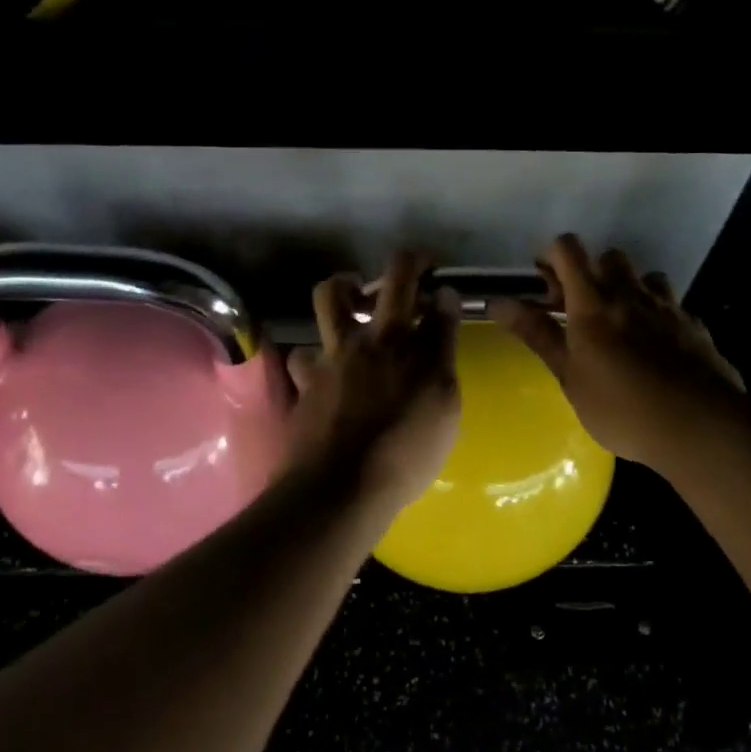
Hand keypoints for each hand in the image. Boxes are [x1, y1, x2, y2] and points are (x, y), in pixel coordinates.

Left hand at [284, 251, 461, 523]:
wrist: (340, 487)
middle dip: (406, 264)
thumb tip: (444, 306)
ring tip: (353, 305)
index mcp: (409, 346)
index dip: (443, 288)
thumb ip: (444, 352)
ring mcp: (333, 356)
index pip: (435, 299)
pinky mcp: (305, 381)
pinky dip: (316, 357)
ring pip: (331, 298)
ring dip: (345, 290)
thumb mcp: (444, 406)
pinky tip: (324, 374)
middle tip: (409, 270)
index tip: (445, 293)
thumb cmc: (406, 452)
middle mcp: (371, 339)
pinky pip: (305, 354)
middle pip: (390, 281)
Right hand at [493, 234, 743, 473]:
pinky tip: (656, 344)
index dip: (551, 255)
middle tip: (578, 308)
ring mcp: (667, 307)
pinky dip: (658, 313)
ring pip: (644, 276)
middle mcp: (630, 294)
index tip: (543, 281)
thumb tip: (498, 302)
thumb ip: (538, 334)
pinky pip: (671, 304)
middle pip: (608, 257)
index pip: (568, 250)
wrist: (700, 426)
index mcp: (592, 303)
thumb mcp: (570, 376)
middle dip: (590, 272)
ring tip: (620, 323)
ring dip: (628, 288)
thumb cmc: (621, 408)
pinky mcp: (694, 325)